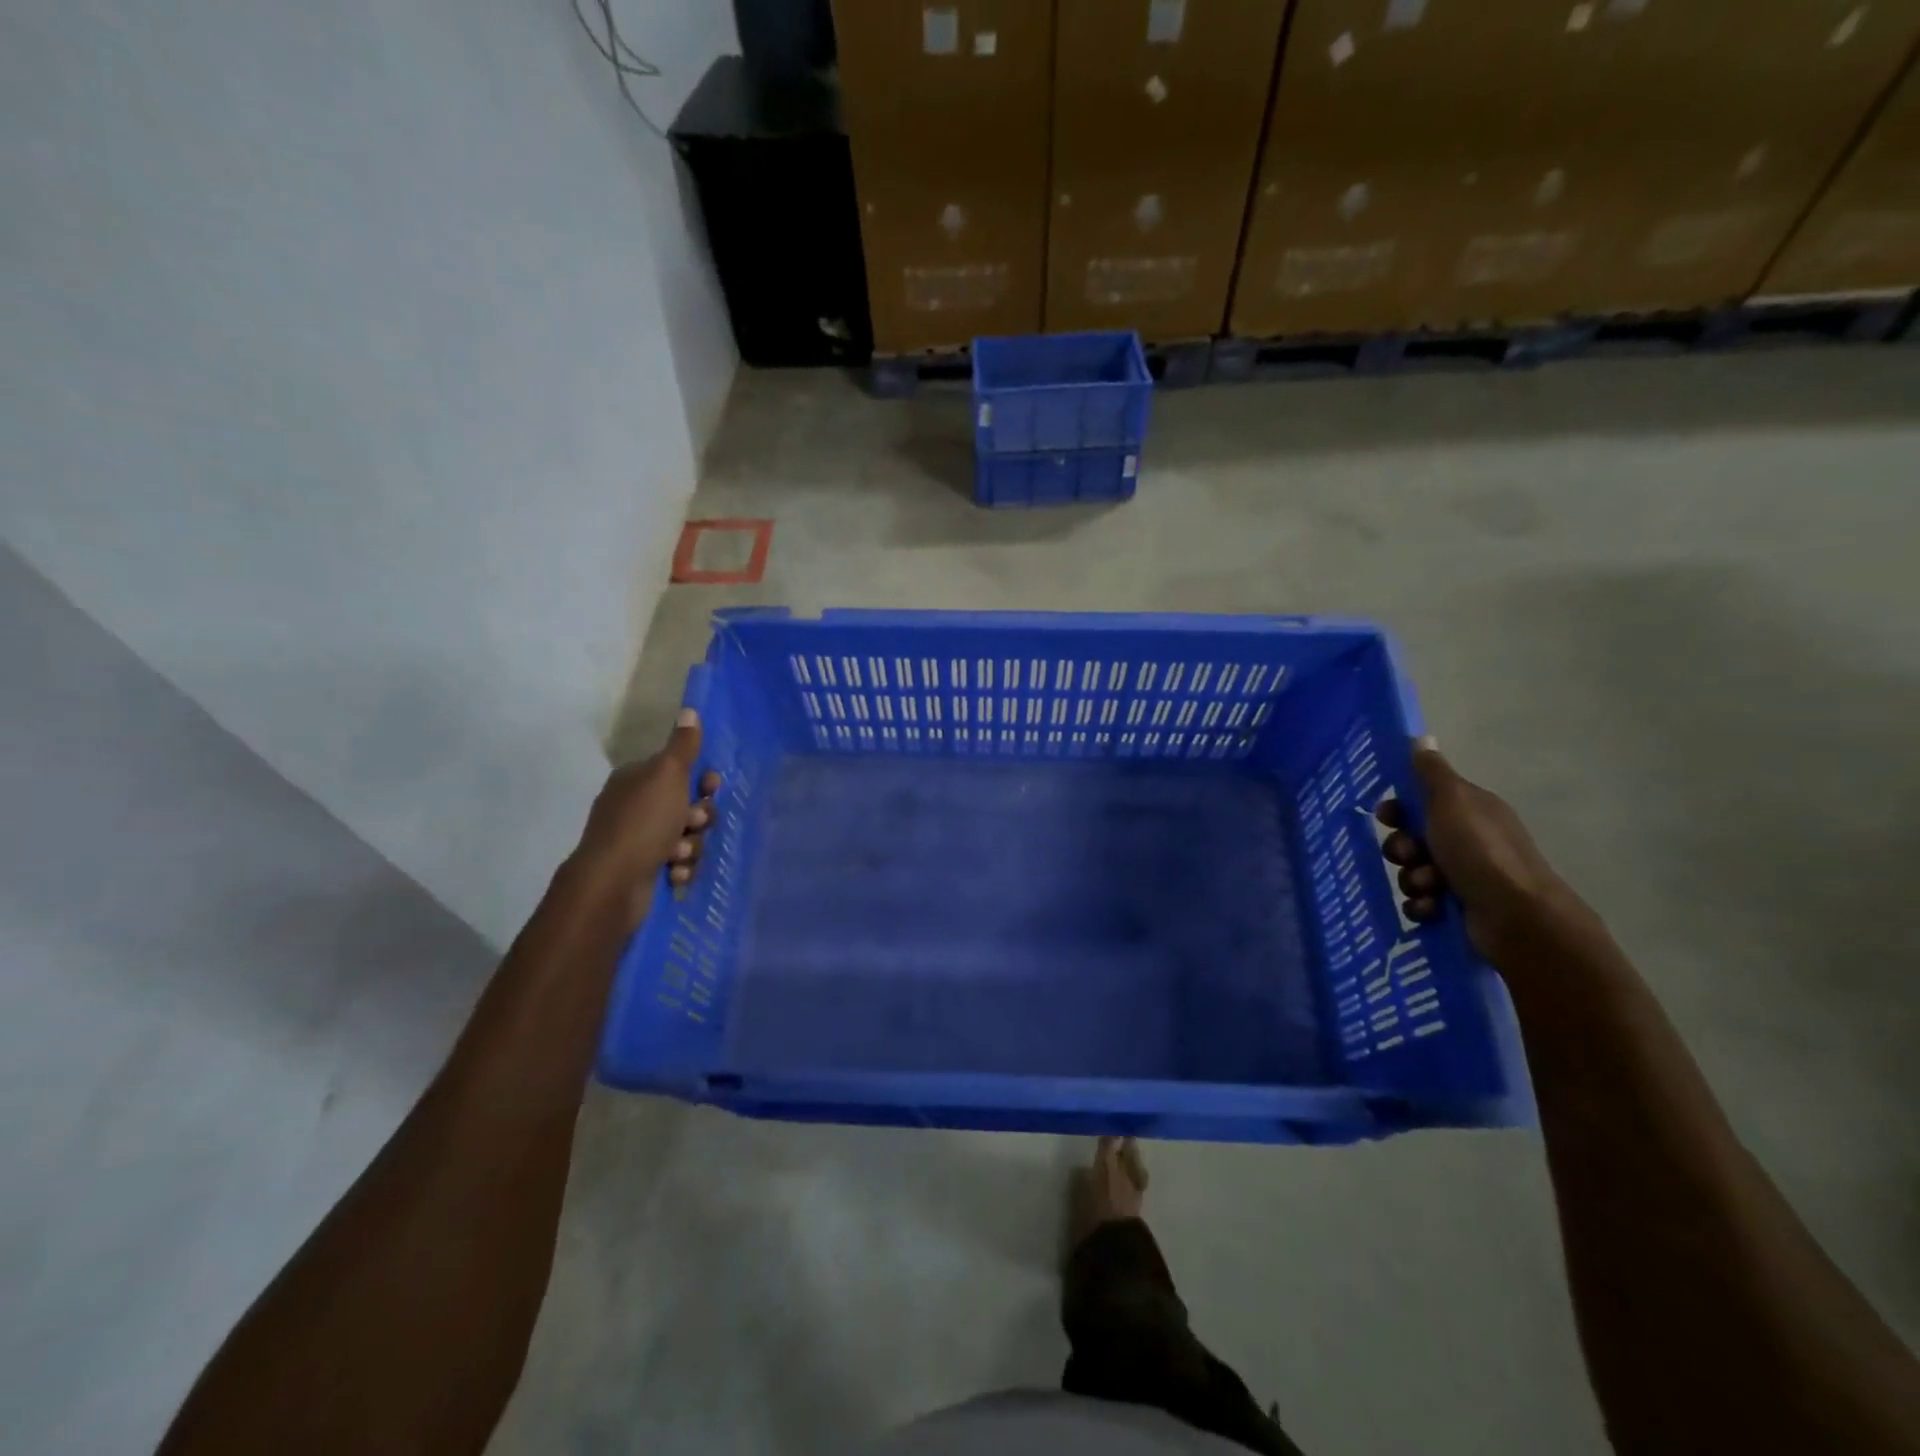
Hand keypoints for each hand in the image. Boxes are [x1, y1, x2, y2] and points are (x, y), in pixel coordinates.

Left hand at [575, 708, 721, 923]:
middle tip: (693, 823)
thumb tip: (689, 710)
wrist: (613, 884)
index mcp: (636, 780)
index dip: (701, 779)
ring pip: (688, 837)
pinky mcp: (646, 870)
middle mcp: (636, 807)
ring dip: (691, 845)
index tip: (711, 786)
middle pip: (688, 805)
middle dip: (699, 817)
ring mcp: (640, 840)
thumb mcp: (667, 775)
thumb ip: (683, 746)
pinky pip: (680, 863)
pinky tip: (673, 872)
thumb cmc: (642, 823)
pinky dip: (681, 868)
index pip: (679, 770)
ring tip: (678, 854)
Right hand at [1377, 738, 1569, 962]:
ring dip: (1412, 879)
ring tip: (1429, 887)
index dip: (1399, 809)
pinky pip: (1421, 901)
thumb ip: (1431, 772)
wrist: (1517, 917)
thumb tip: (1421, 738)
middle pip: (1412, 838)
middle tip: (1410, 855)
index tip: (1386, 816)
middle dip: (1402, 848)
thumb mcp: (1452, 801)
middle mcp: (1469, 840)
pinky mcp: (1459, 908)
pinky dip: (1421, 905)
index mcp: (1470, 811)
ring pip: (1413, 871)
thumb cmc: (1481, 851)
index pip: (1421, 801)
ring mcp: (1465, 876)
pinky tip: (1431, 908)